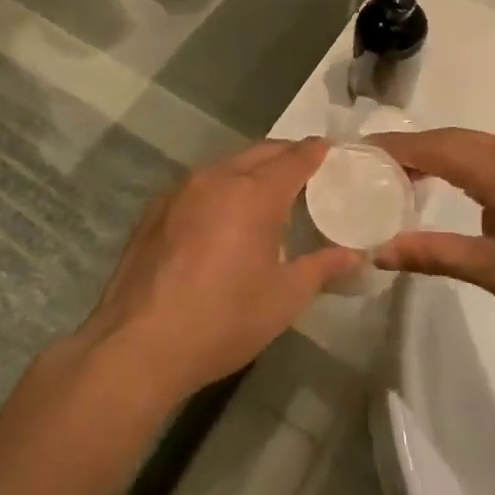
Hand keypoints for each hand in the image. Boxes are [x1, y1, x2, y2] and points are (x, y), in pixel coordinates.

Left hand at [77, 139, 362, 402]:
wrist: (138, 344)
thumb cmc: (223, 320)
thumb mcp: (284, 299)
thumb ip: (322, 268)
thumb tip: (356, 256)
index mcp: (254, 193)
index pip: (294, 157)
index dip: (316, 152)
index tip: (330, 151)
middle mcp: (217, 178)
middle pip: (260, 152)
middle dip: (286, 155)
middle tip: (306, 171)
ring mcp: (180, 190)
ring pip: (226, 165)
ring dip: (251, 170)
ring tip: (267, 194)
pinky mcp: (155, 208)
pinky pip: (198, 184)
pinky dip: (220, 187)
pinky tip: (222, 216)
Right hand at [369, 129, 494, 354]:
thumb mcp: (492, 271)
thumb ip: (433, 254)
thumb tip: (378, 252)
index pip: (435, 148)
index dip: (395, 148)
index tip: (358, 153)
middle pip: (453, 139)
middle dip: (412, 148)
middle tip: (372, 165)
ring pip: (475, 143)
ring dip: (439, 152)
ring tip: (403, 174)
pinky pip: (494, 154)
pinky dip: (464, 161)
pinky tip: (452, 183)